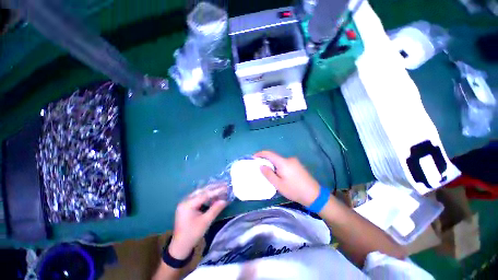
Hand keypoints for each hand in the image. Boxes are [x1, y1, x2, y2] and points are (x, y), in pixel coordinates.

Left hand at [169, 186, 226, 259]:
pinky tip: (213, 195)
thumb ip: (215, 209)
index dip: (216, 190)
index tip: (226, 187)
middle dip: (214, 187)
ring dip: (211, 190)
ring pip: (200, 192)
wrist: (180, 246)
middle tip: (224, 184)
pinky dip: (207, 195)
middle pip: (202, 191)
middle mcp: (185, 200)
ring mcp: (186, 202)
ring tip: (221, 187)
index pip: (205, 194)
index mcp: (188, 204)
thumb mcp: (205, 222)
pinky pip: (198, 197)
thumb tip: (226, 200)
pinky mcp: (187, 205)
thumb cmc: (192, 234)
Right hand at [254, 151, 320, 206]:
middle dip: (266, 161)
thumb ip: (268, 174)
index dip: (260, 154)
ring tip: (270, 174)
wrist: (314, 194)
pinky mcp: (298, 165)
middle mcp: (289, 159)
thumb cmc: (294, 190)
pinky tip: (280, 175)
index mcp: (283, 162)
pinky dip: (279, 166)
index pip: (269, 153)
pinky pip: (285, 163)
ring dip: (273, 164)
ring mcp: (294, 161)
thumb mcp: (278, 184)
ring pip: (280, 160)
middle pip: (274, 157)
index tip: (253, 157)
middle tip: (260, 168)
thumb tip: (261, 166)